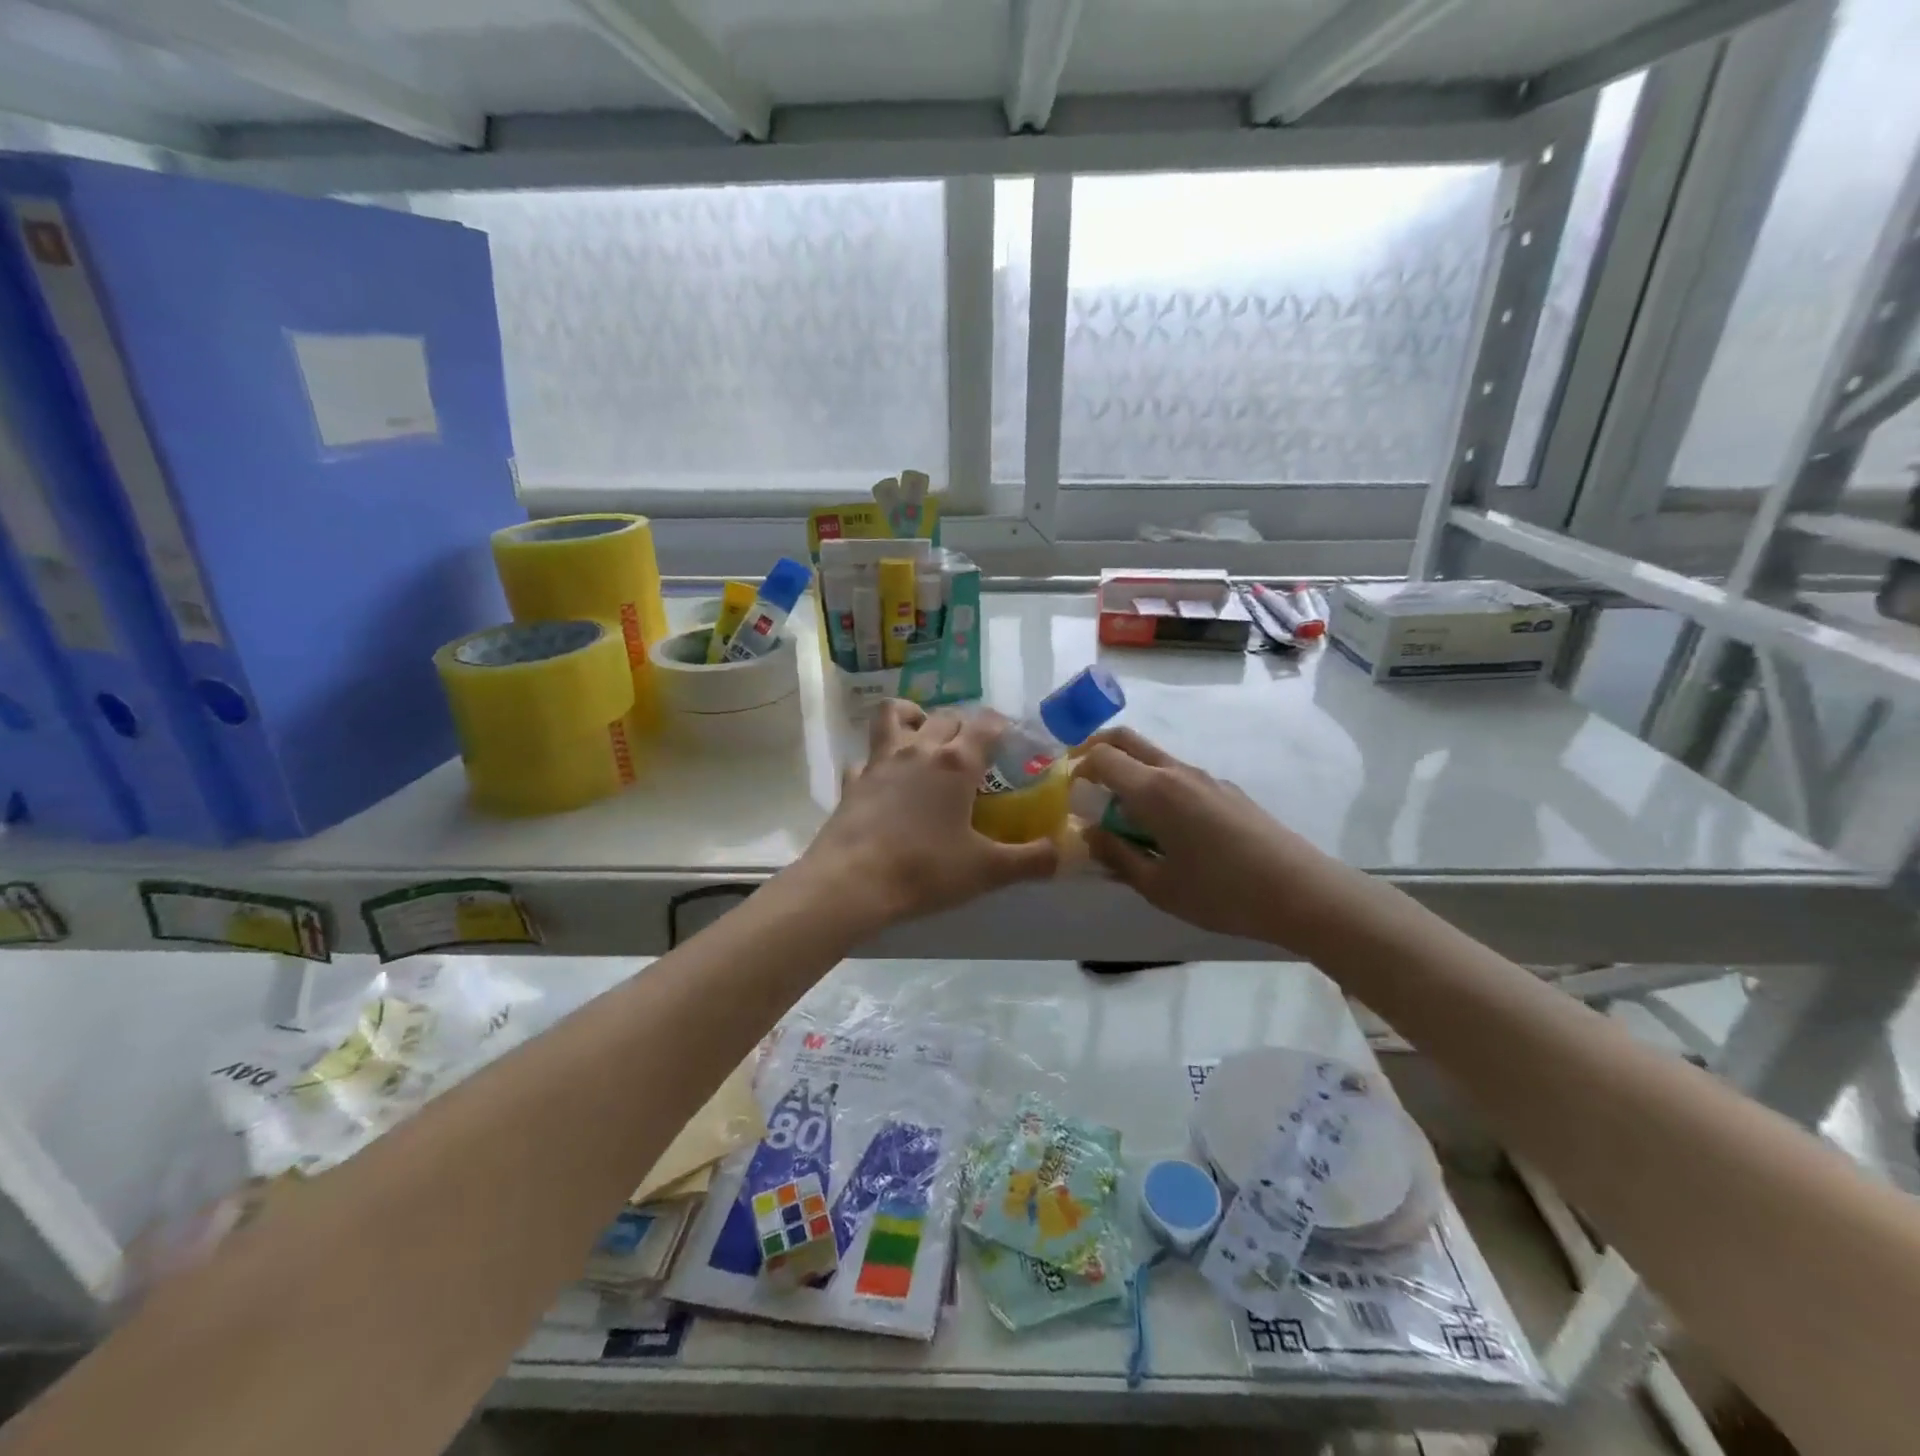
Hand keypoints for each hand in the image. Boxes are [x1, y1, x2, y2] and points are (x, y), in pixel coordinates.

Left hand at [796, 701, 1059, 930]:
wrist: (852, 883)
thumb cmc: (925, 870)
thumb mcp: (987, 871)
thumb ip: (1031, 860)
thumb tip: (1065, 853)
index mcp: (957, 763)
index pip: (986, 724)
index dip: (1002, 727)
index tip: (1012, 741)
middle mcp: (919, 750)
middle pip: (946, 717)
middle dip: (964, 726)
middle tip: (975, 752)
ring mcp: (880, 761)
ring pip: (895, 715)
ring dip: (913, 717)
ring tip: (924, 738)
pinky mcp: (853, 781)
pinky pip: (866, 757)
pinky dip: (878, 761)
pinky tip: (885, 781)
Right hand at [1073, 727, 1360, 947]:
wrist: (1302, 893)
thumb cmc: (1222, 893)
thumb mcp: (1159, 886)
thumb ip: (1117, 856)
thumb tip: (1088, 834)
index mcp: (1155, 790)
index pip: (1102, 757)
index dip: (1076, 767)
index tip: (1065, 791)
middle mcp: (1178, 772)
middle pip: (1127, 740)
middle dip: (1096, 749)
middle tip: (1080, 779)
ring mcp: (1206, 778)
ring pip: (1154, 758)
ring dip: (1128, 771)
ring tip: (1120, 815)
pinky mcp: (1226, 791)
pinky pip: (1178, 776)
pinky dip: (1155, 786)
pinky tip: (1164, 828)